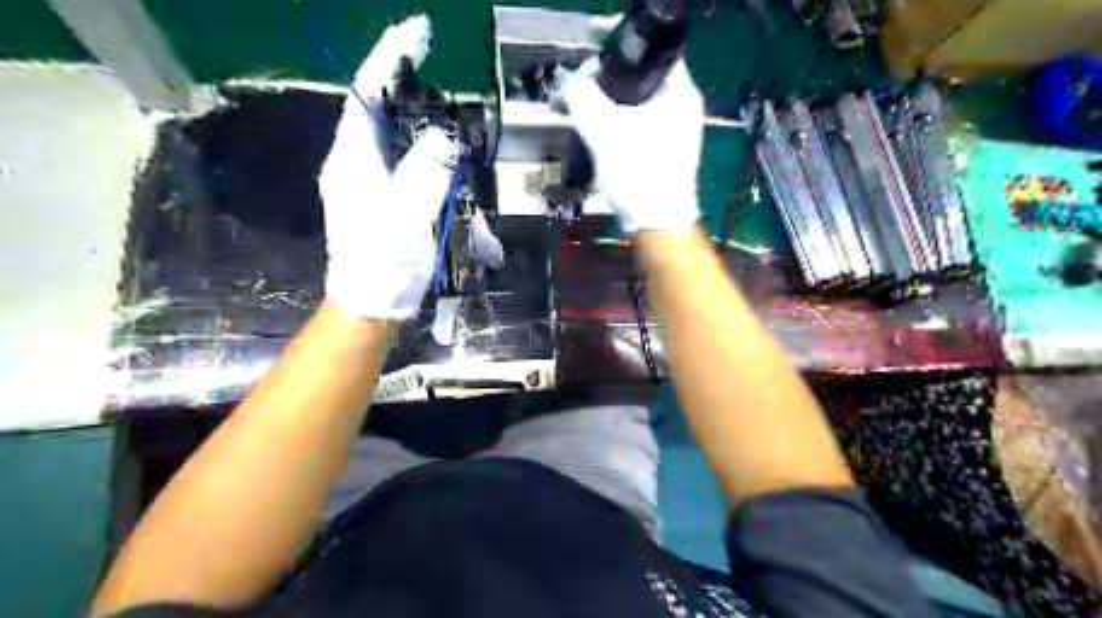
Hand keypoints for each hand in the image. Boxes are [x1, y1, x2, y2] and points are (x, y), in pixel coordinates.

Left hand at [319, 14, 460, 319]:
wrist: (370, 305)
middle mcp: (349, 162)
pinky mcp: (373, 197)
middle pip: (370, 106)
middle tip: (427, 57)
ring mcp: (359, 180)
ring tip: (428, 90)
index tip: (417, 32)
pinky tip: (427, 141)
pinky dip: (410, 138)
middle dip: (395, 76)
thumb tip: (443, 136)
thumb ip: (426, 172)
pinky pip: (391, 154)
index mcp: (352, 160)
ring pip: (381, 129)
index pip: (366, 92)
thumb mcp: (409, 217)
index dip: (389, 56)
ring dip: (403, 106)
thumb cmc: (385, 264)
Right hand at [564, 57, 708, 233]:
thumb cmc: (638, 174)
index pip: (645, 56)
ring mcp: (678, 131)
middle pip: (638, 82)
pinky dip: (619, 130)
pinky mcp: (667, 152)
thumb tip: (568, 82)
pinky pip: (639, 129)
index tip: (586, 79)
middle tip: (580, 101)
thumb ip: (582, 99)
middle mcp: (684, 107)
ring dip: (608, 112)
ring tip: (584, 121)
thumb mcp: (604, 132)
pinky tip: (600, 141)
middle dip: (605, 90)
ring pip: (636, 108)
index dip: (612, 62)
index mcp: (679, 92)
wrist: (658, 226)